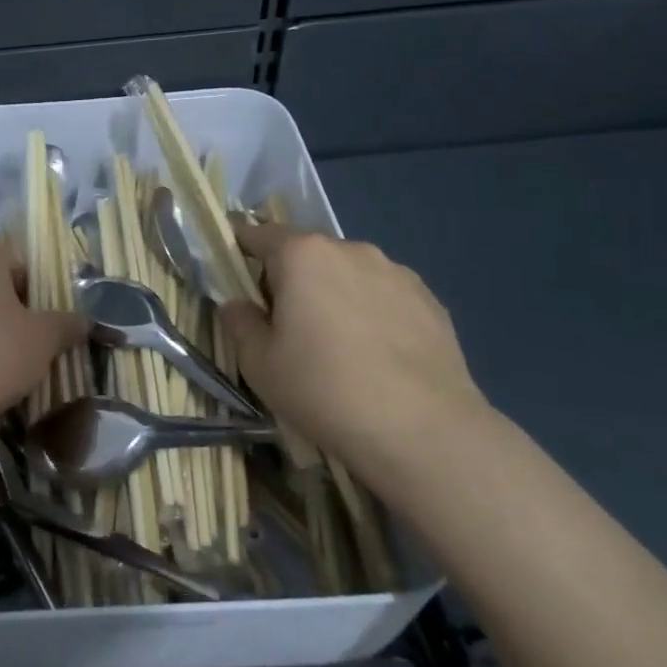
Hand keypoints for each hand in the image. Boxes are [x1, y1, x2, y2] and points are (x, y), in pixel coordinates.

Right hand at [217, 224, 491, 466]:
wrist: (423, 431)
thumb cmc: (323, 389)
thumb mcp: (259, 364)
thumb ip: (240, 323)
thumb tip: (237, 305)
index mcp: (303, 255)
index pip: (260, 235)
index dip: (242, 250)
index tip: (236, 275)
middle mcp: (351, 250)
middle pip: (307, 253)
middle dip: (291, 279)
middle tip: (286, 325)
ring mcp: (397, 273)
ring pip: (349, 274)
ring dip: (334, 294)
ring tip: (337, 345)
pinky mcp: (431, 301)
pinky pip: (385, 296)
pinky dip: (372, 313)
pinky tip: (376, 357)